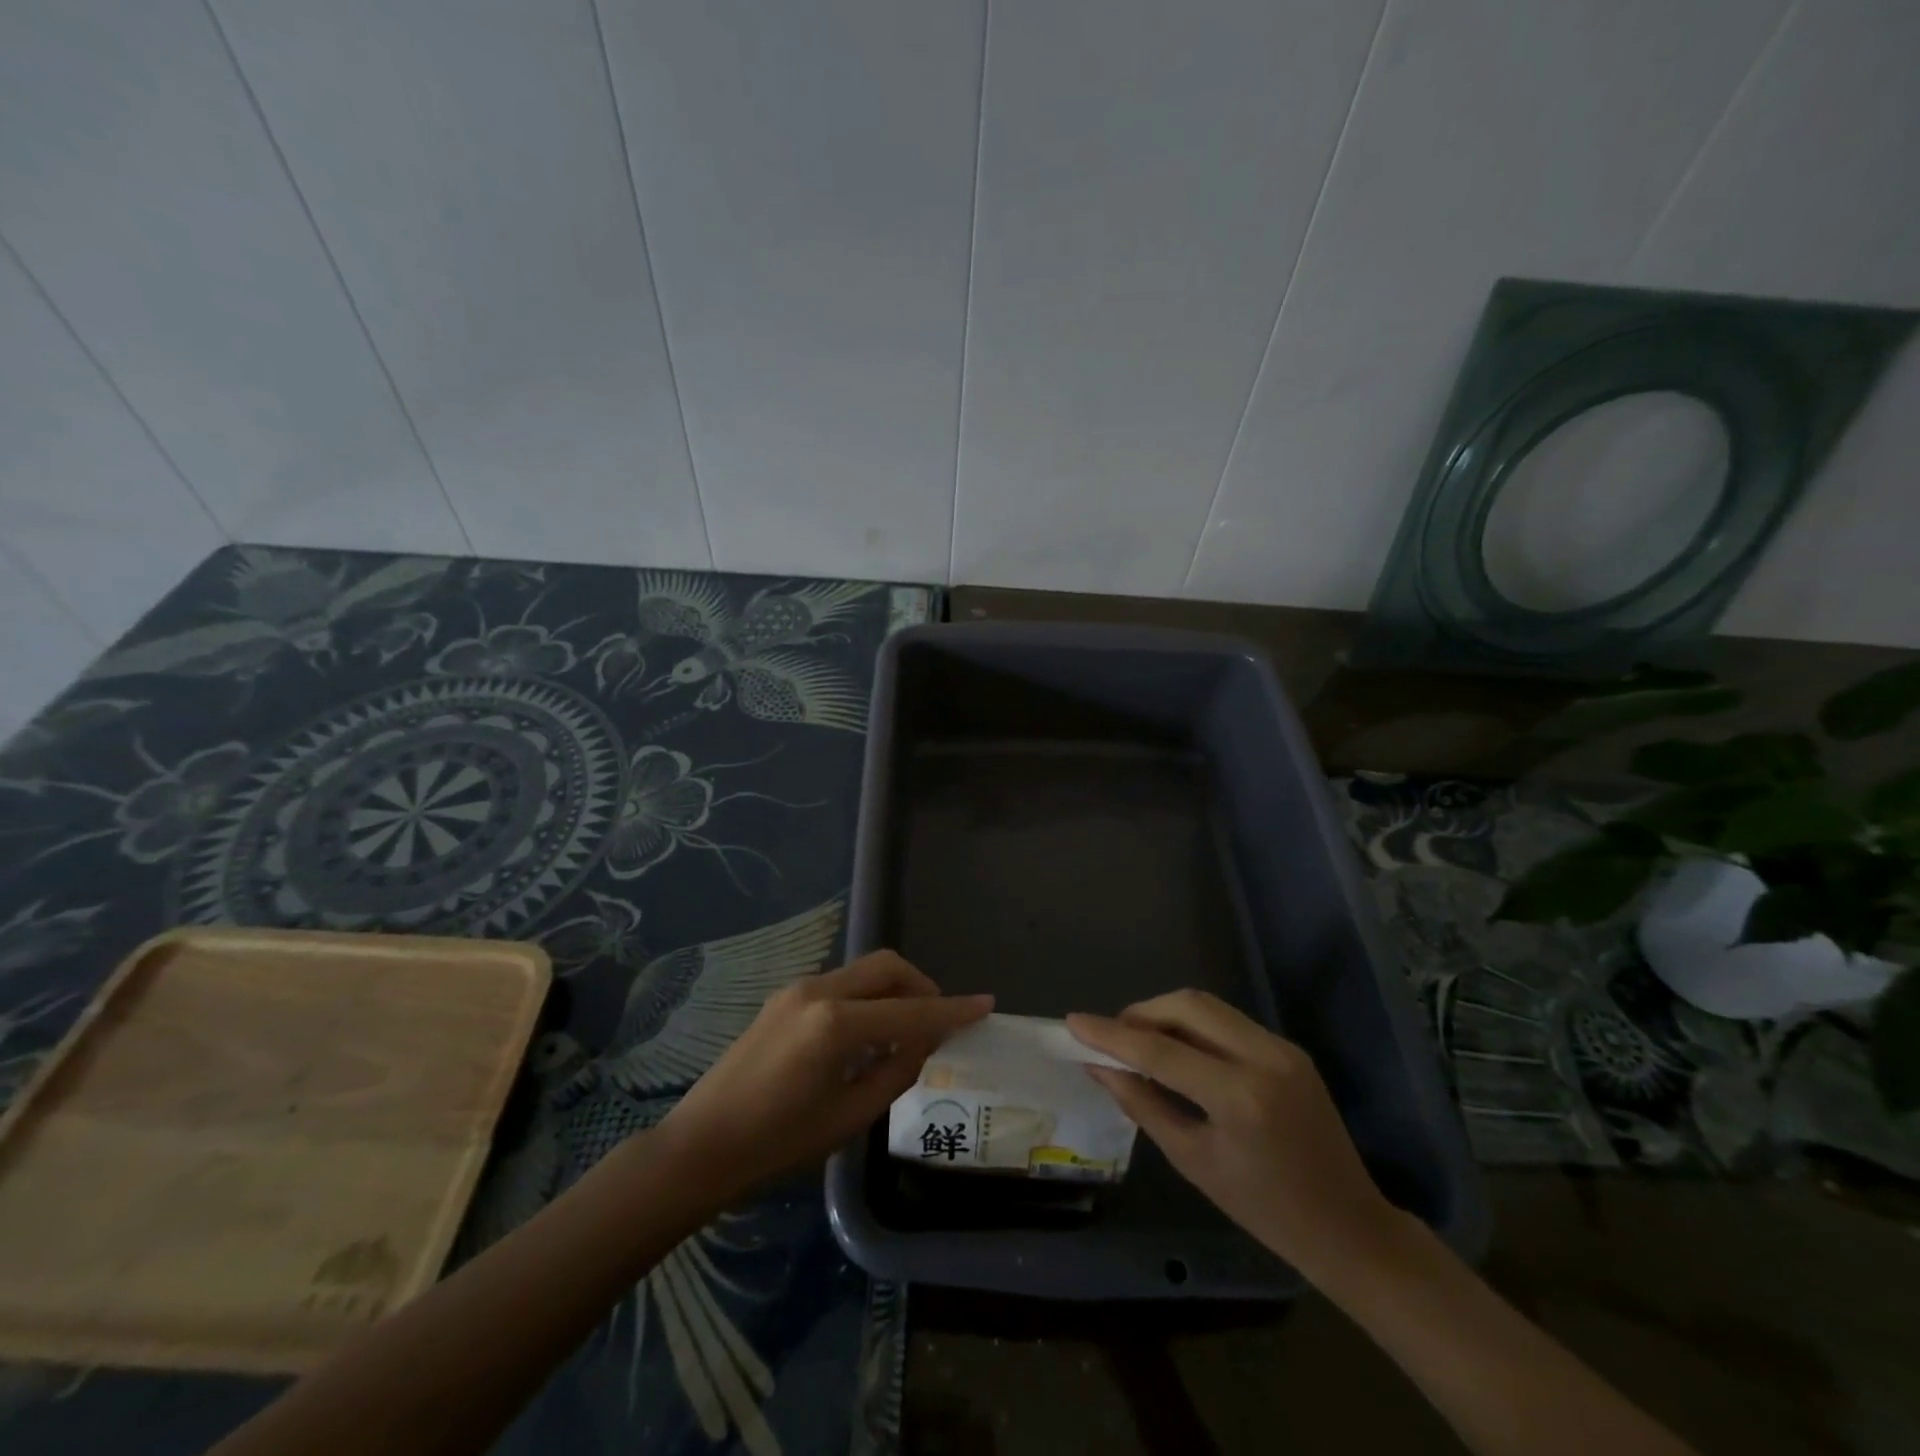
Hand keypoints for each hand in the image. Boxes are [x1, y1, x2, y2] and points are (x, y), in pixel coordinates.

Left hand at [659, 951, 991, 1201]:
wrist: (701, 1146)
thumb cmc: (777, 1144)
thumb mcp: (848, 1117)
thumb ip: (895, 1072)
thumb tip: (923, 1043)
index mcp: (836, 1024)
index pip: (910, 1011)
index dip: (952, 1010)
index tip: (985, 1004)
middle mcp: (818, 991)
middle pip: (887, 967)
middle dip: (921, 985)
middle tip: (938, 1019)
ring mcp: (797, 989)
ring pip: (863, 971)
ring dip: (893, 990)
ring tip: (903, 1032)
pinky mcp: (784, 997)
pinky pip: (841, 984)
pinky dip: (866, 998)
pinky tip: (866, 1035)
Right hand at [1068, 990, 1401, 1284]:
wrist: (1349, 1227)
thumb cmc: (1265, 1210)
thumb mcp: (1194, 1161)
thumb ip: (1143, 1104)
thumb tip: (1099, 1067)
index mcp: (1240, 1097)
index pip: (1160, 1051)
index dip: (1112, 1035)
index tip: (1073, 1022)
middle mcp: (1264, 1057)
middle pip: (1187, 1006)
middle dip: (1141, 1013)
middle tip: (1112, 1036)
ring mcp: (1281, 1048)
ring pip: (1207, 1006)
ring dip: (1166, 1014)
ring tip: (1138, 1041)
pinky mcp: (1289, 1048)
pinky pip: (1227, 1021)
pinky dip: (1193, 1026)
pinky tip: (1177, 1049)